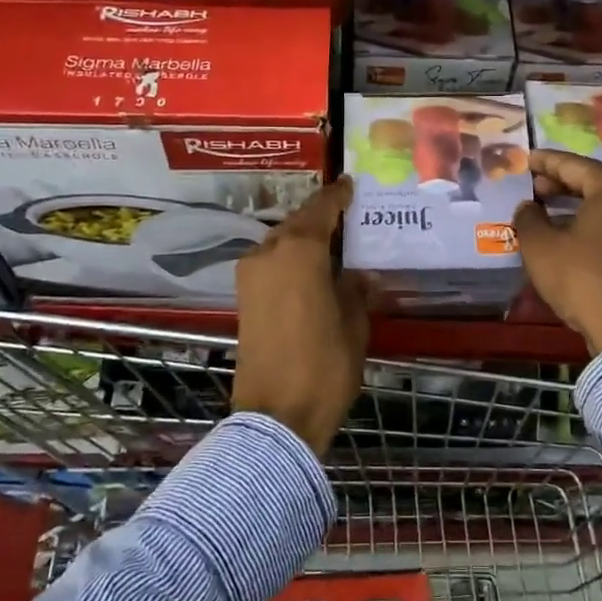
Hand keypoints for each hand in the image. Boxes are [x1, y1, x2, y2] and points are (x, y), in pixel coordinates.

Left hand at [232, 177, 369, 454]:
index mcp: (300, 251)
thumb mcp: (354, 324)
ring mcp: (250, 276)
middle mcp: (268, 253)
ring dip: (303, 240)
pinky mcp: (243, 299)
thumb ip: (355, 290)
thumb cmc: (324, 365)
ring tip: (332, 244)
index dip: (337, 196)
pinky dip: (290, 260)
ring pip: (280, 243)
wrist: (276, 416)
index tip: (350, 184)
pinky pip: (271, 264)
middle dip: (320, 218)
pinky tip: (311, 270)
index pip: (321, 209)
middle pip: (297, 223)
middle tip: (347, 217)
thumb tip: (357, 275)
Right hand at [511, 149, 601, 355]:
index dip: (546, 163)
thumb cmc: (583, 278)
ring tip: (553, 213)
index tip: (528, 159)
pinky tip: (578, 238)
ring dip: (582, 207)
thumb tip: (529, 207)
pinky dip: (599, 226)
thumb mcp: (541, 247)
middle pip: (596, 183)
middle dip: (564, 184)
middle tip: (536, 188)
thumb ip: (529, 219)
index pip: (573, 165)